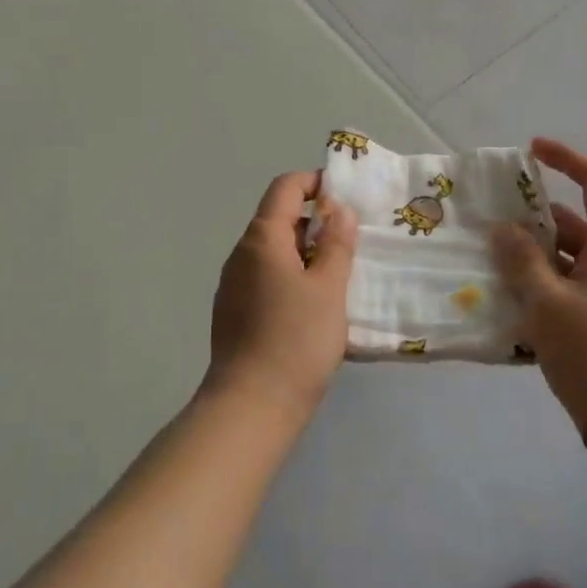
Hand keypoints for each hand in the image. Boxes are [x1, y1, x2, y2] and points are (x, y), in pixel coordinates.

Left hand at [205, 170, 359, 420]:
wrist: (252, 405)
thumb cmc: (296, 339)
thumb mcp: (329, 287)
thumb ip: (336, 243)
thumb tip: (337, 209)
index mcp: (262, 238)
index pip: (286, 188)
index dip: (316, 182)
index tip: (346, 197)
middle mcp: (241, 254)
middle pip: (278, 219)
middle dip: (316, 221)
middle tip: (352, 240)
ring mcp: (233, 285)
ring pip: (274, 252)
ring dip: (305, 252)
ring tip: (339, 274)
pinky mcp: (234, 312)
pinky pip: (266, 279)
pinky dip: (291, 277)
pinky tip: (314, 306)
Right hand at [491, 139, 586, 436]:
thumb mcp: (547, 302)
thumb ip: (522, 261)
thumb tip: (504, 228)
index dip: (568, 159)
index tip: (532, 151)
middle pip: (576, 223)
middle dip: (534, 219)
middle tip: (492, 222)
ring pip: (568, 259)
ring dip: (533, 256)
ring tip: (490, 262)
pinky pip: (569, 288)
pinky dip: (541, 285)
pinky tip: (509, 300)